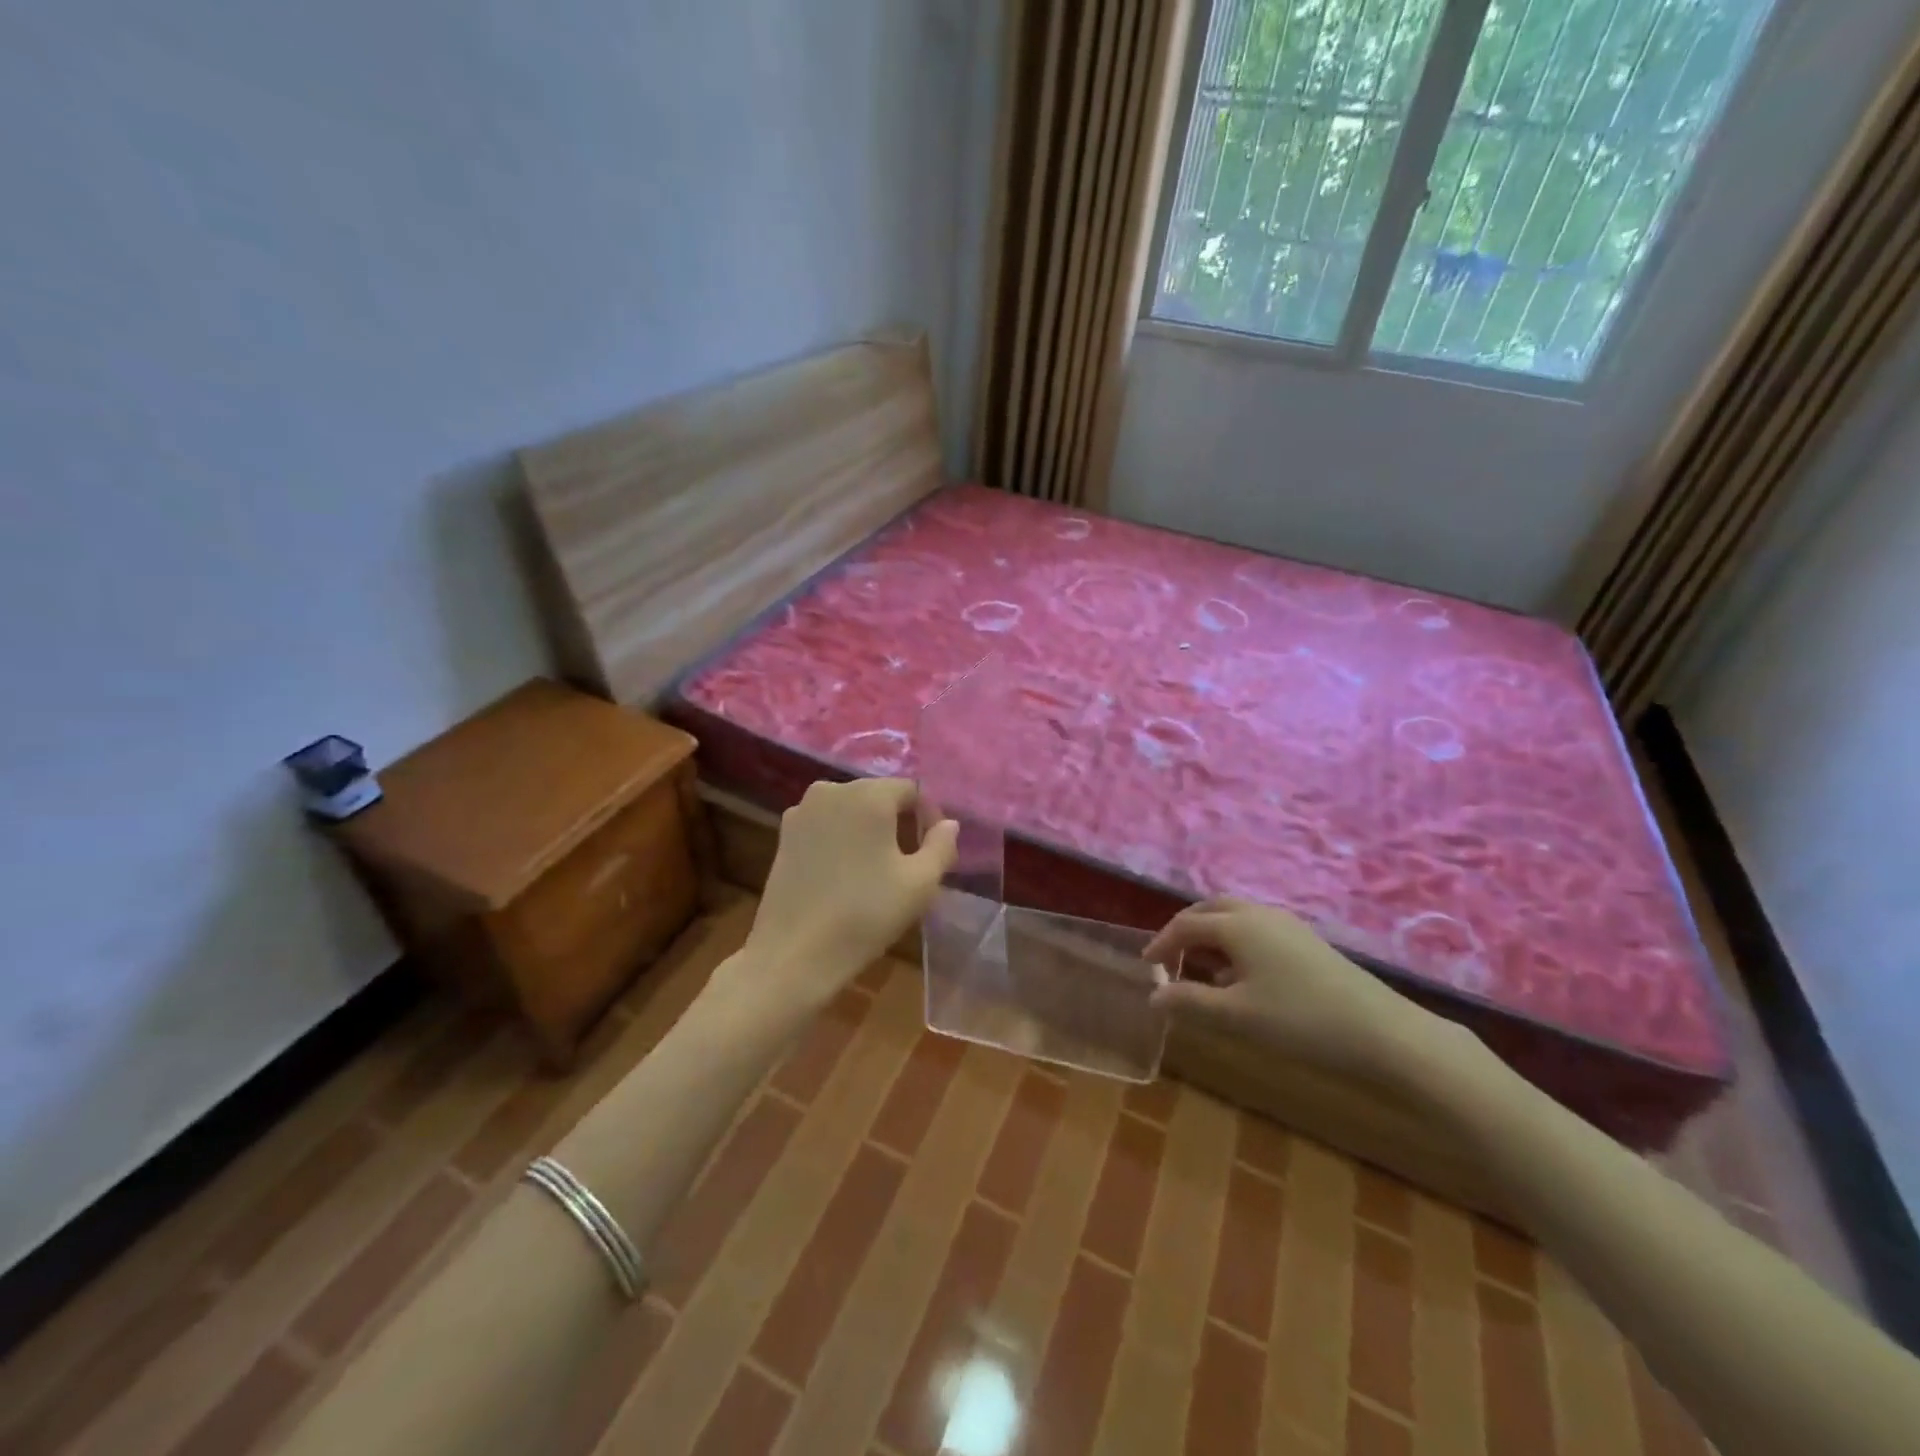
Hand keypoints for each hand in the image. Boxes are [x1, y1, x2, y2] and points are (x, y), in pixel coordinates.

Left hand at [736, 778, 958, 1006]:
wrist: (794, 954)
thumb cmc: (865, 914)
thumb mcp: (920, 884)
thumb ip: (942, 845)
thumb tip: (948, 824)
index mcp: (868, 794)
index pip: (912, 790)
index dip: (929, 817)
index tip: (933, 852)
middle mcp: (831, 790)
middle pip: (879, 796)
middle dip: (900, 822)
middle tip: (911, 863)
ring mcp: (802, 811)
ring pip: (851, 810)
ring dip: (870, 831)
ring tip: (879, 870)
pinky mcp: (784, 835)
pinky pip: (826, 825)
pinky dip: (842, 839)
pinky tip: (846, 875)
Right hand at [1146, 897, 1442, 1080]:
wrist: (1382, 1033)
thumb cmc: (1300, 1021)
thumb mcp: (1236, 1016)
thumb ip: (1190, 1002)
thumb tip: (1154, 996)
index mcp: (1237, 925)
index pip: (1186, 925)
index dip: (1161, 943)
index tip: (1147, 967)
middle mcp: (1259, 914)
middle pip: (1210, 908)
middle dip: (1185, 928)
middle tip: (1169, 956)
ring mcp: (1287, 924)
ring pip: (1236, 916)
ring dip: (1211, 933)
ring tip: (1201, 966)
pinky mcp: (1307, 941)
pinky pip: (1256, 928)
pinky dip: (1235, 941)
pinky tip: (1241, 975)